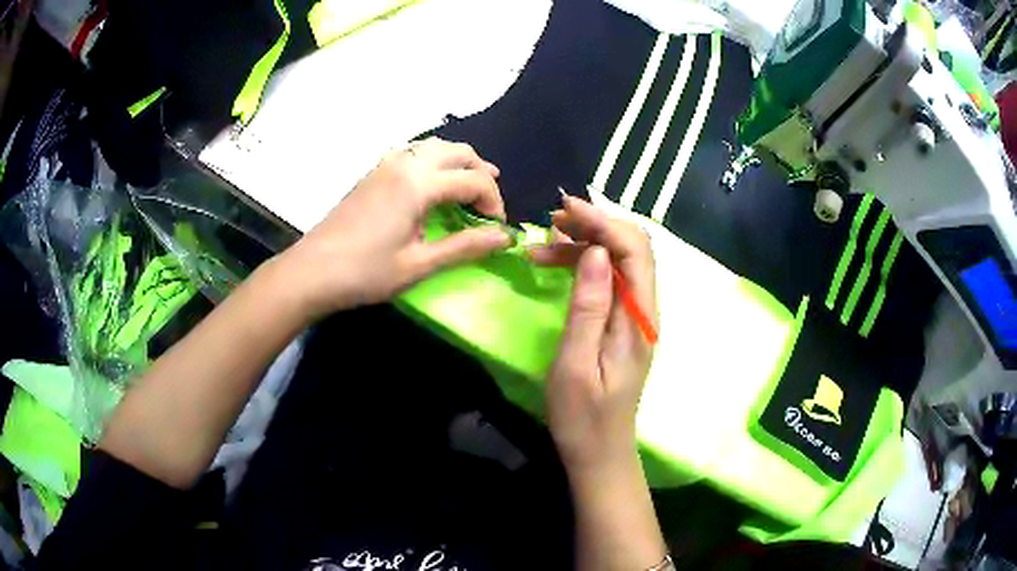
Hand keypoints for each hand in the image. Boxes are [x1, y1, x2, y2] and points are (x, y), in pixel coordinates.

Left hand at [279, 138, 511, 318]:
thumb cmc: (365, 273)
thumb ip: (465, 247)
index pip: (473, 180)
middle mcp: (405, 163)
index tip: (497, 227)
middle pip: (458, 151)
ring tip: (470, 186)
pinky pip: (414, 152)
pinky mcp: (374, 172)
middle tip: (489, 203)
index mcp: (418, 184)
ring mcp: (386, 164)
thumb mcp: (419, 264)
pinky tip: (434, 183)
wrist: (311, 271)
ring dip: (459, 162)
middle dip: (481, 173)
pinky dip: (435, 161)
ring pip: (435, 146)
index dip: (493, 201)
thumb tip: (505, 237)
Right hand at [531, 196, 656, 473]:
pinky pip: (610, 281)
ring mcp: (636, 317)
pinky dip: (585, 265)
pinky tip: (556, 265)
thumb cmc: (583, 416)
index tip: (564, 209)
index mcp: (639, 319)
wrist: (599, 452)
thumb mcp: (576, 363)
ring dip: (586, 244)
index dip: (603, 222)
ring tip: (543, 242)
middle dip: (595, 225)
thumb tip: (595, 251)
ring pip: (619, 262)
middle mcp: (645, 310)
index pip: (633, 251)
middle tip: (551, 222)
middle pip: (632, 249)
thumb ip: (588, 306)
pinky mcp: (623, 324)